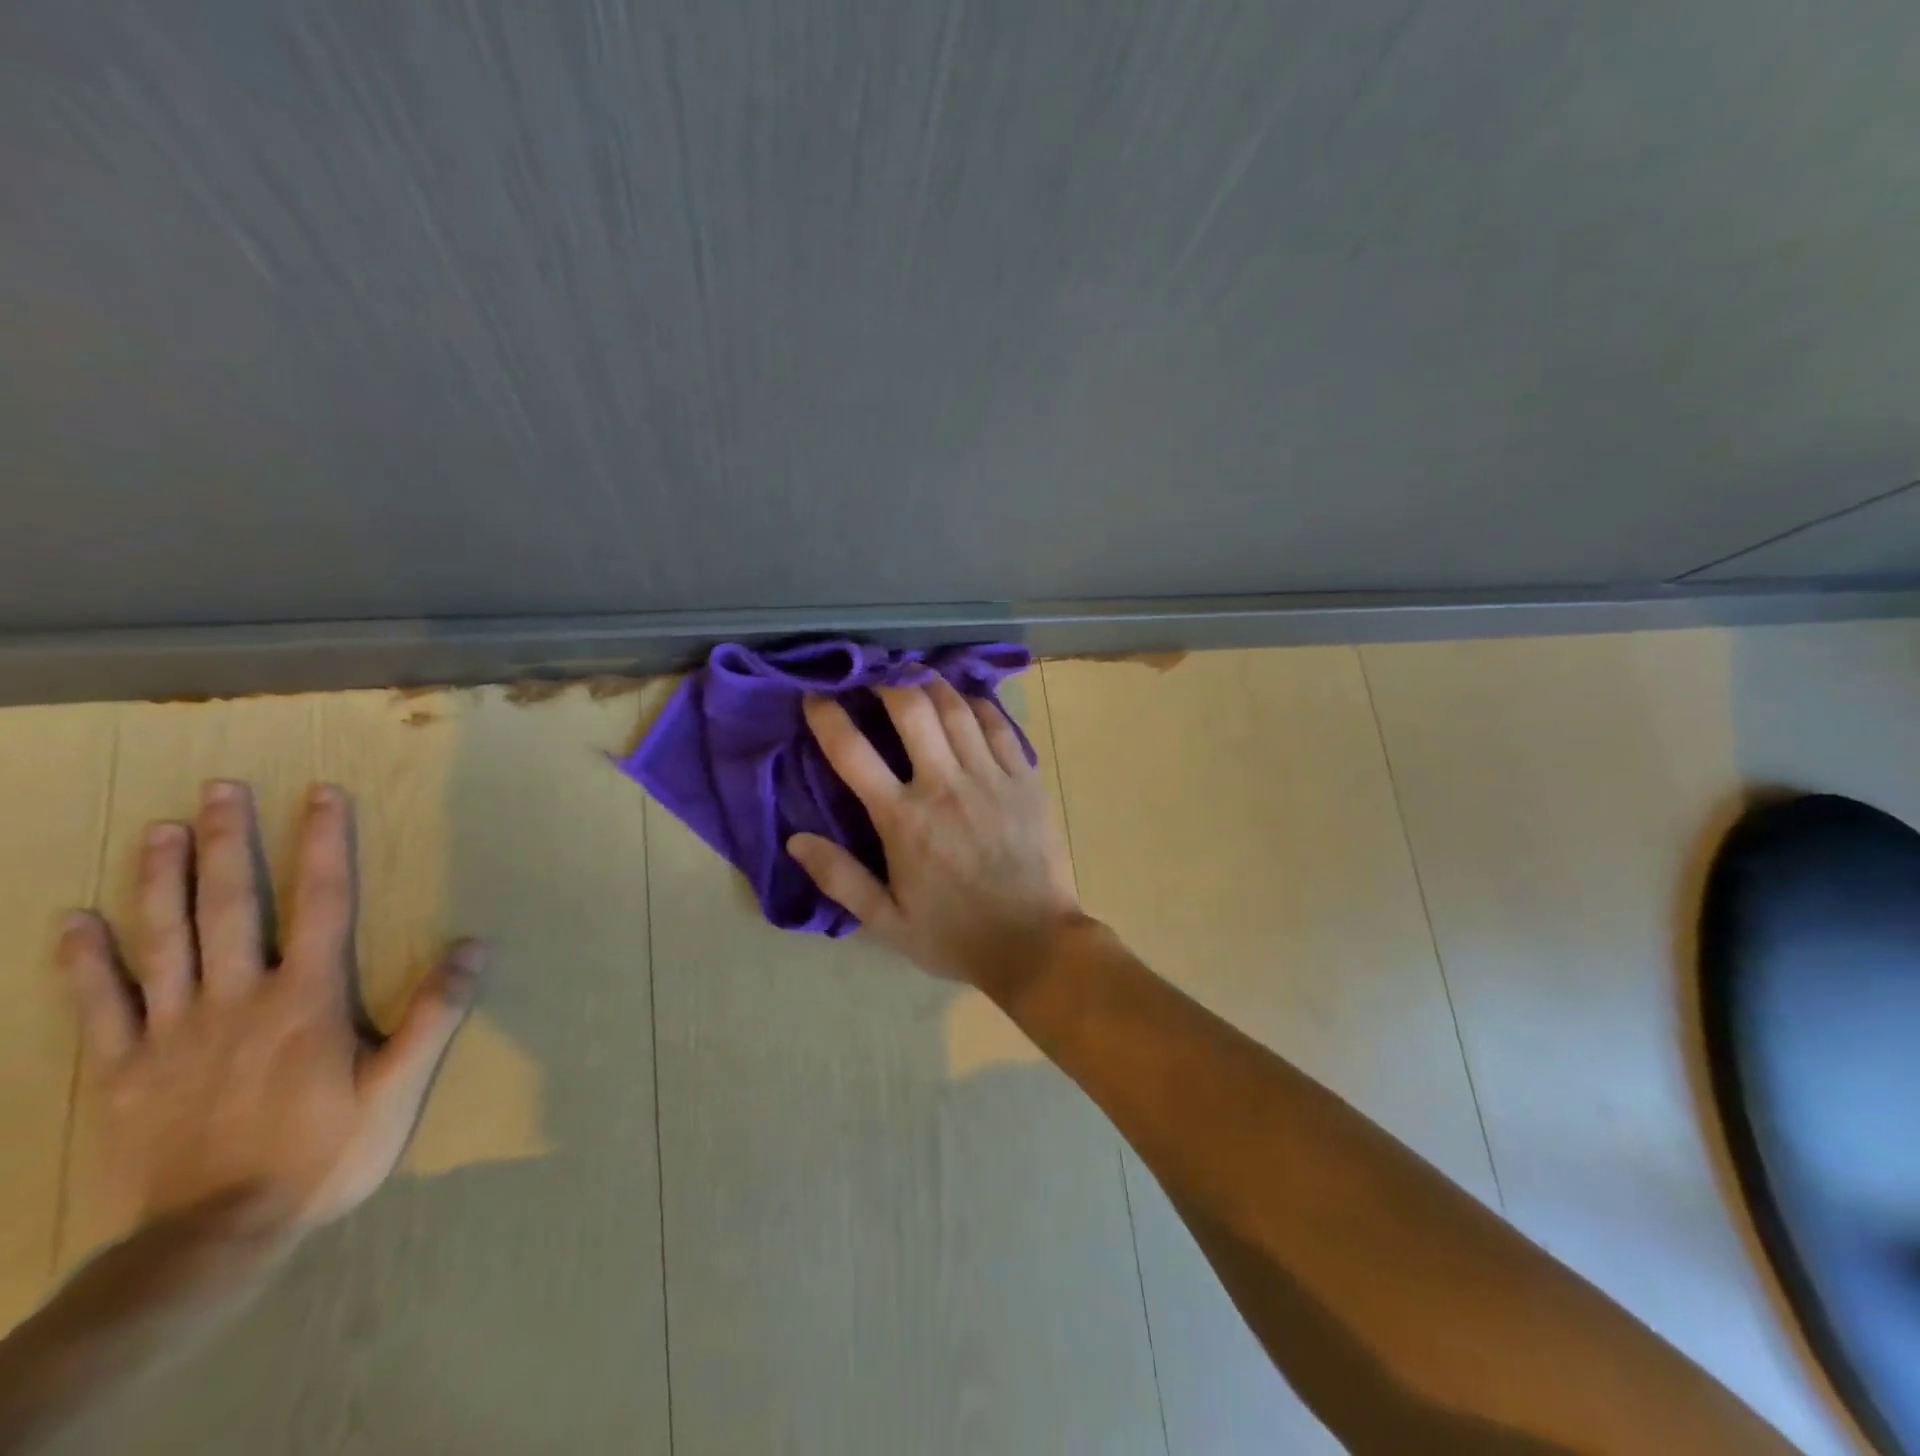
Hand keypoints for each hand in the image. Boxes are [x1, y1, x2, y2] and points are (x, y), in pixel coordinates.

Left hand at [56, 780, 481, 1237]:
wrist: (213, 1238)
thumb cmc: (323, 1154)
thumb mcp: (398, 1088)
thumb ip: (433, 1013)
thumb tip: (474, 946)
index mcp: (306, 999)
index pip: (320, 902)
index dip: (322, 844)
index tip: (320, 795)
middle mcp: (238, 999)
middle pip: (230, 906)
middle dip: (228, 843)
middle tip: (220, 789)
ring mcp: (172, 1032)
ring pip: (162, 940)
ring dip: (159, 880)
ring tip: (159, 830)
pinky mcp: (122, 1071)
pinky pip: (98, 1006)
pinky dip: (84, 961)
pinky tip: (74, 922)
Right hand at [788, 680, 1085, 997]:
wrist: (1034, 943)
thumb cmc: (954, 935)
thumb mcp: (886, 922)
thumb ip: (840, 878)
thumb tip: (795, 840)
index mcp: (903, 819)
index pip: (852, 752)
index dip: (827, 716)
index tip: (814, 696)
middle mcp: (944, 785)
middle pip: (911, 708)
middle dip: (886, 679)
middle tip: (873, 673)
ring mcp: (989, 777)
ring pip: (956, 707)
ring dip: (930, 683)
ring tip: (915, 674)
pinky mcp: (1024, 779)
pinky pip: (999, 725)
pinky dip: (977, 705)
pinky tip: (965, 700)